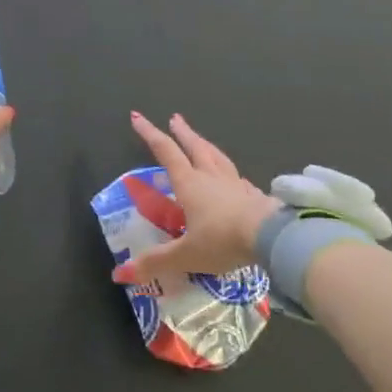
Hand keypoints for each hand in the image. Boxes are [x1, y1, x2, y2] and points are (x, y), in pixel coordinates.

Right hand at [113, 112, 280, 285]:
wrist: (270, 237)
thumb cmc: (222, 240)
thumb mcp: (185, 254)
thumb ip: (156, 262)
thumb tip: (120, 273)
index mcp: (189, 183)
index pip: (166, 152)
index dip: (150, 134)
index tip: (138, 117)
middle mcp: (210, 176)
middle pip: (194, 147)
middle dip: (182, 132)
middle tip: (175, 118)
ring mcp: (234, 183)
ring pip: (217, 157)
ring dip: (205, 145)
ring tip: (201, 139)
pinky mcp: (253, 194)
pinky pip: (237, 177)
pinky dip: (229, 172)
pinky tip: (234, 177)